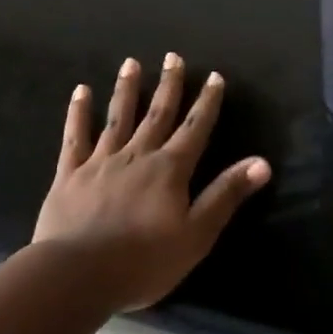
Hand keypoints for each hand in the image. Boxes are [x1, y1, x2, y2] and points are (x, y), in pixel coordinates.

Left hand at [32, 54, 270, 312]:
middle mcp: (137, 155)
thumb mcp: (196, 235)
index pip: (195, 128)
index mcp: (170, 169)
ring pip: (118, 117)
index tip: (214, 76)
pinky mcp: (70, 174)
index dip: (207, 102)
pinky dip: (78, 113)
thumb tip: (262, 163)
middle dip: (168, 85)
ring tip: (131, 62)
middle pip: (157, 114)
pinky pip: (75, 137)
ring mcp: (101, 162)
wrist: (76, 276)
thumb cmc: (143, 262)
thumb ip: (226, 195)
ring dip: (126, 89)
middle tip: (173, 57)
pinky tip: (81, 91)